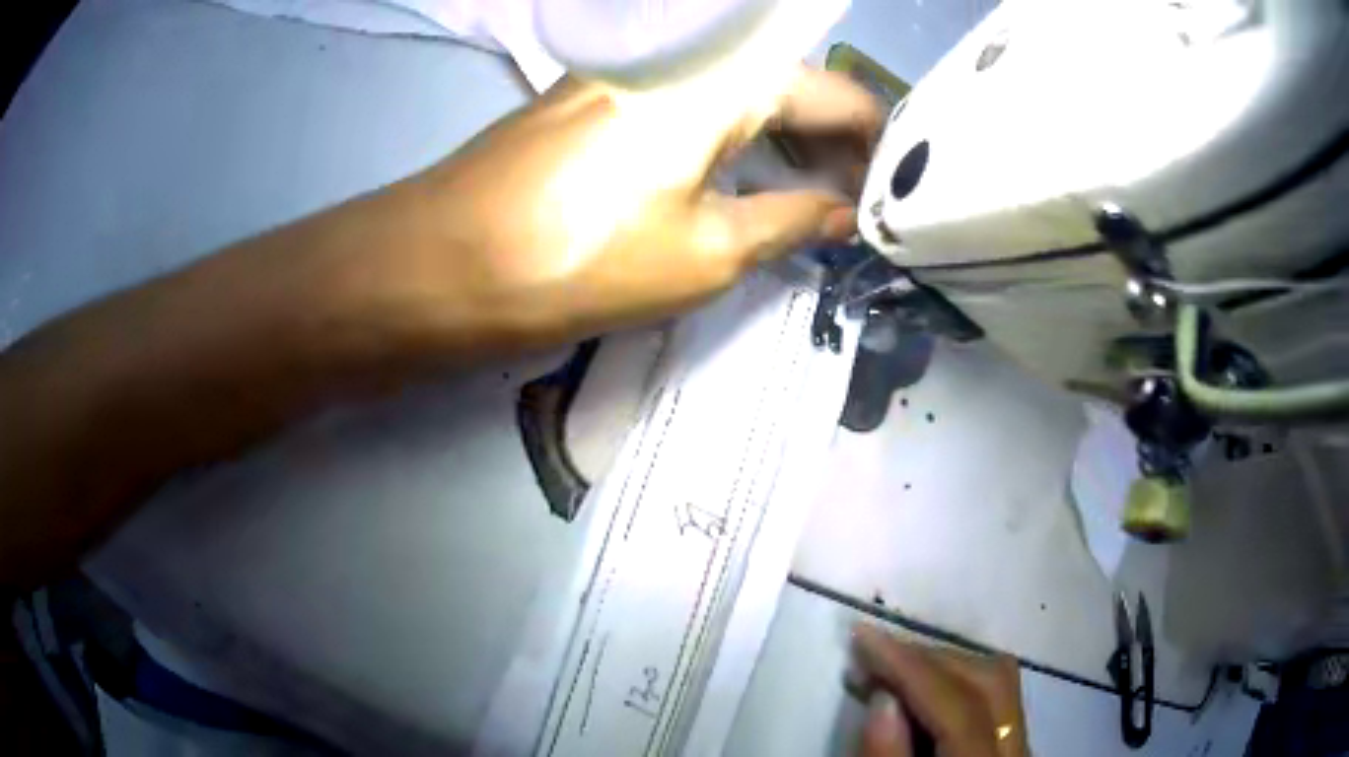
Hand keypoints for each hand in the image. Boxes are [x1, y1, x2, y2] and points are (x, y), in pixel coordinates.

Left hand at [379, 68, 881, 352]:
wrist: (443, 260)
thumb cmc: (580, 259)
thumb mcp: (707, 251)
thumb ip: (792, 220)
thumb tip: (844, 214)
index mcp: (727, 76)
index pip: (837, 96)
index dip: (873, 148)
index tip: (886, 197)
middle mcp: (687, 52)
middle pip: (789, 84)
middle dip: (829, 142)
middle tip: (848, 206)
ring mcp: (636, 67)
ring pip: (738, 89)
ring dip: (779, 138)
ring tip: (801, 198)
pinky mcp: (599, 90)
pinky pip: (690, 99)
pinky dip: (727, 134)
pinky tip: (733, 176)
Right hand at [852, 625, 1029, 756]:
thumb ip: (887, 756)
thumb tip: (883, 695)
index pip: (959, 704)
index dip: (911, 666)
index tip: (862, 633)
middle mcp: (1018, 746)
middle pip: (991, 678)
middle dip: (930, 658)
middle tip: (874, 654)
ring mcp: (1023, 741)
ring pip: (1000, 678)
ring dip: (945, 664)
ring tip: (894, 667)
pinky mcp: (1014, 740)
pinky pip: (996, 694)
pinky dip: (957, 681)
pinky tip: (924, 688)